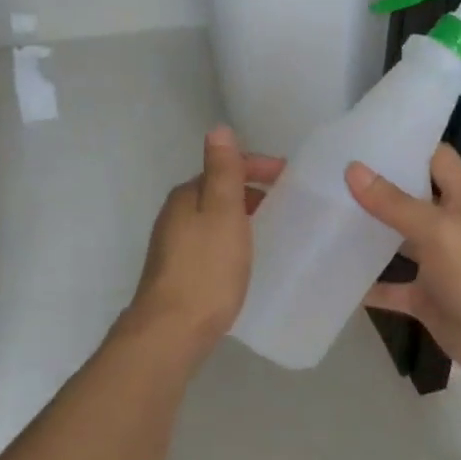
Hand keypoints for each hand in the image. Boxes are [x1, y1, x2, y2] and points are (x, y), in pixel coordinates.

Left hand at [128, 127, 283, 354]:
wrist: (172, 331)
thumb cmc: (206, 269)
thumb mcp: (223, 212)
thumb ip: (223, 171)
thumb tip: (218, 129)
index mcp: (186, 196)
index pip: (224, 167)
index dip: (257, 166)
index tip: (289, 177)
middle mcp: (175, 215)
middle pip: (217, 192)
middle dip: (250, 191)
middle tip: (284, 203)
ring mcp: (173, 245)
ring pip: (213, 218)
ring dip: (241, 216)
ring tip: (270, 228)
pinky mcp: (178, 272)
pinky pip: (210, 243)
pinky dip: (231, 240)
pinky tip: (244, 258)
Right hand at [347, 144, 460, 387]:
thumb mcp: (437, 229)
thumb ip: (394, 202)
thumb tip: (353, 169)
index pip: (438, 159)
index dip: (410, 144)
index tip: (369, 136)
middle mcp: (451, 227)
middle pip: (414, 198)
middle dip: (380, 188)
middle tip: (335, 173)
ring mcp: (438, 264)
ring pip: (400, 243)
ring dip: (371, 235)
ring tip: (328, 216)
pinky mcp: (426, 298)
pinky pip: (392, 289)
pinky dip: (369, 286)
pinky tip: (337, 277)